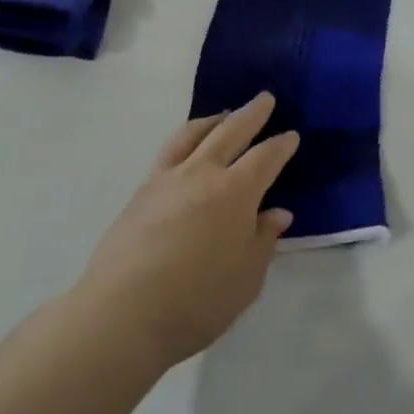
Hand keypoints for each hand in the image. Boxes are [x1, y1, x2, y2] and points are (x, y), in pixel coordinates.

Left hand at [76, 94, 299, 373]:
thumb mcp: (247, 277)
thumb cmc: (197, 300)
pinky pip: (168, 152)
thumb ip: (263, 240)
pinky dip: (185, 140)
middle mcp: (202, 174)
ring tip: (222, 115)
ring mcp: (167, 180)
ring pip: (192, 134)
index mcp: (236, 192)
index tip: (291, 136)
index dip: (282, 145)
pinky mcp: (140, 194)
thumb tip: (277, 213)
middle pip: (231, 131)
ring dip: (213, 120)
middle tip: (264, 99)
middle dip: (251, 114)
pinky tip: (187, 152)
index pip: (266, 158)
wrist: (122, 315)